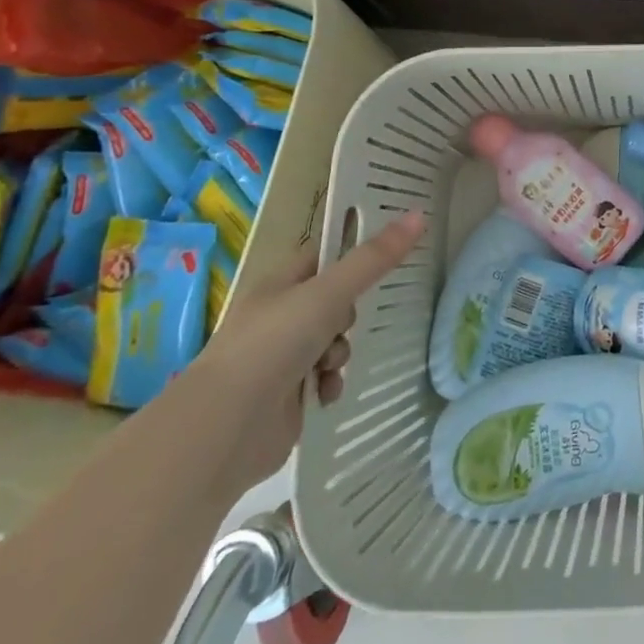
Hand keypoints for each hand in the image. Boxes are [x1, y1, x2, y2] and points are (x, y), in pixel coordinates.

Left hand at [186, 211, 425, 493]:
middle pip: (335, 301)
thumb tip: (419, 215)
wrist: (224, 428)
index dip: (354, 252)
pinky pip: (324, 378)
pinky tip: (324, 393)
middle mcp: (279, 316)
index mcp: (280, 284)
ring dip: (340, 352)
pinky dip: (330, 384)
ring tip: (329, 365)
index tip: (389, 251)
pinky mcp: (286, 395)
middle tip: (344, 322)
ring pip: (333, 341)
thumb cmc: (273, 345)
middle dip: (349, 314)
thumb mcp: (329, 293)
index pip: (324, 255)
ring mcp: (280, 357)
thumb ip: (374, 259)